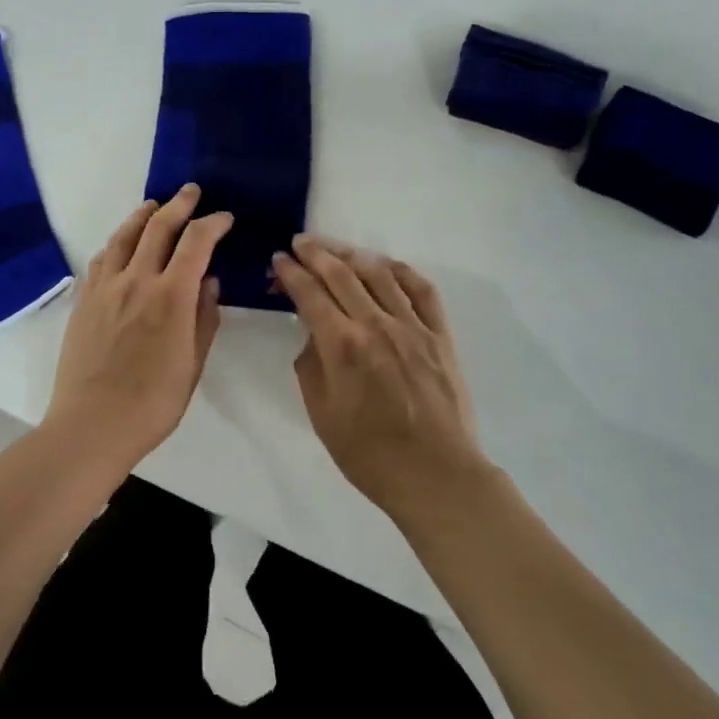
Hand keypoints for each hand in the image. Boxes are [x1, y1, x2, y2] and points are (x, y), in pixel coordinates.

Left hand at [44, 184, 233, 476]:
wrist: (92, 424)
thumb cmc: (153, 403)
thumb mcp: (192, 365)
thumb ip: (204, 319)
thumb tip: (209, 282)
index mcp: (171, 297)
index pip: (196, 243)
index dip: (213, 224)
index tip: (224, 218)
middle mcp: (137, 281)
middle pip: (158, 227)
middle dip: (179, 205)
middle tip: (191, 192)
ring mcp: (105, 288)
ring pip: (124, 236)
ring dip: (143, 216)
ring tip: (154, 206)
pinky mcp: (84, 300)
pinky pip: (101, 259)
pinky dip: (116, 243)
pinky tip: (120, 245)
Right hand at [272, 236, 490, 515]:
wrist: (435, 475)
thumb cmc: (368, 454)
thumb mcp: (321, 414)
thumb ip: (310, 365)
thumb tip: (313, 334)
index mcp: (342, 345)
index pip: (309, 293)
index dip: (291, 272)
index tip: (279, 260)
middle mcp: (376, 325)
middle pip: (341, 273)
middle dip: (316, 253)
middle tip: (300, 242)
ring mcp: (412, 326)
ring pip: (379, 273)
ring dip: (352, 254)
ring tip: (335, 249)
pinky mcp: (439, 335)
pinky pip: (421, 289)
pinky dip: (401, 270)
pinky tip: (385, 265)